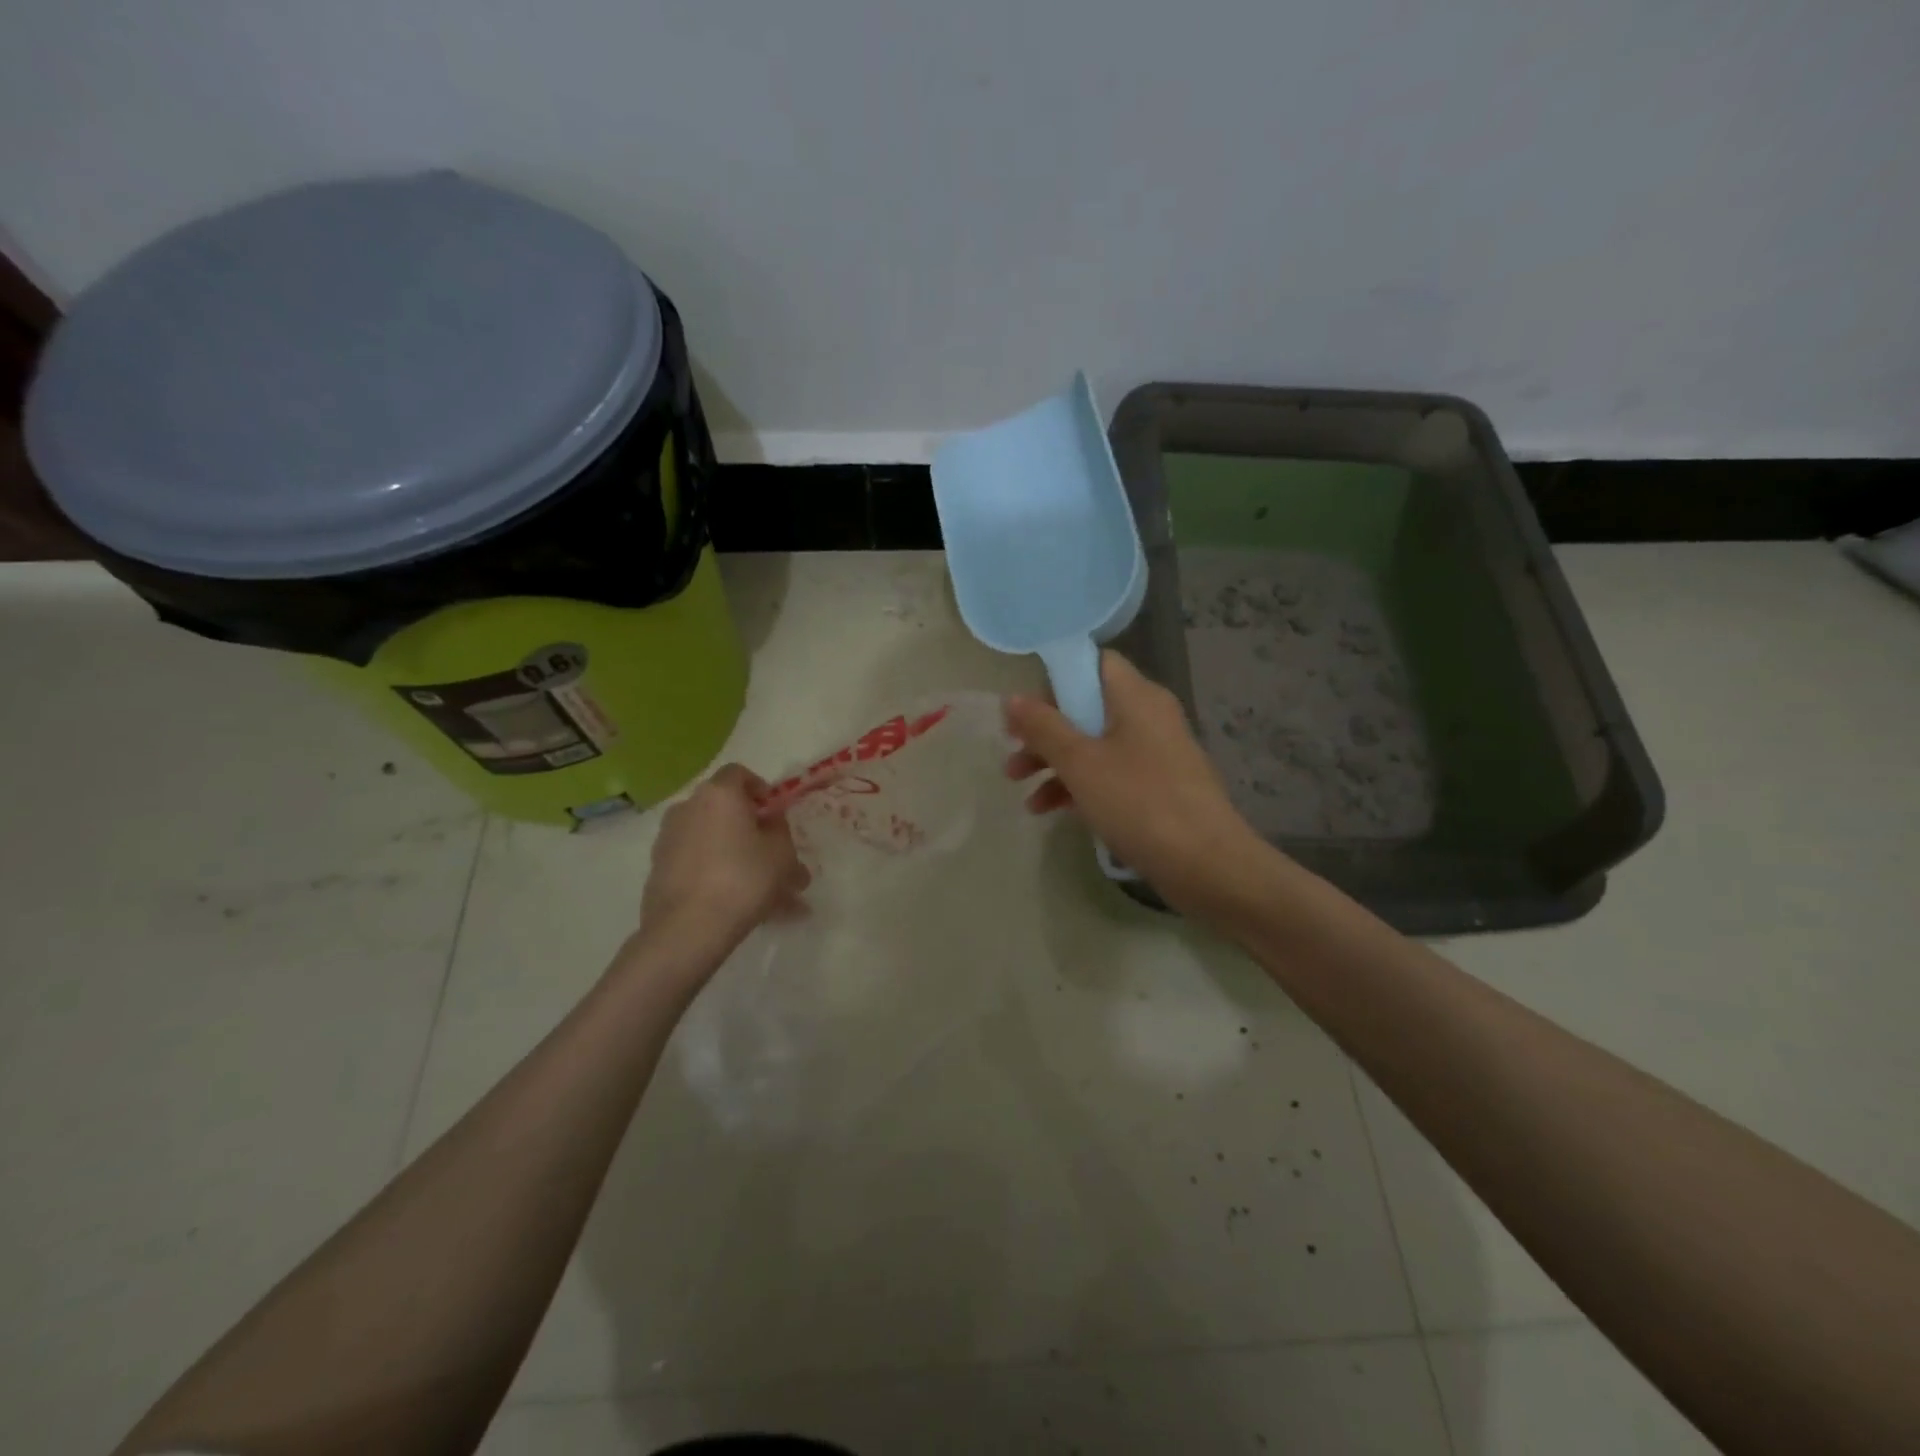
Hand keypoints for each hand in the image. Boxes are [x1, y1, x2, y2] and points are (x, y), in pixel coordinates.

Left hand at [637, 764, 809, 961]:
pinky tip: (737, 904)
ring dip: (735, 856)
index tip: (775, 814)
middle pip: (724, 809)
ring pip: (712, 840)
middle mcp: (688, 807)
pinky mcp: (658, 869)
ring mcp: (668, 838)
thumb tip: (771, 822)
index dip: (760, 790)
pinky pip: (696, 863)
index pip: (740, 774)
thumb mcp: (782, 853)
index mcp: (719, 794)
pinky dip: (715, 874)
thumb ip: (780, 830)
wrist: (687, 929)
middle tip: (773, 857)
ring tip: (760, 891)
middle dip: (750, 829)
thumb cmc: (744, 879)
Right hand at [1005, 651, 1266, 912]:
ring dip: (1056, 764)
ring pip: (1095, 745)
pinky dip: (1081, 786)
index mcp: (1136, 696)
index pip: (1094, 663)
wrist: (1206, 864)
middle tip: (1013, 756)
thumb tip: (1012, 698)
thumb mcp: (1080, 762)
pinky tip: (1051, 811)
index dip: (1055, 680)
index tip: (1026, 711)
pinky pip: (1112, 774)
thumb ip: (1043, 727)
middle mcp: (1149, 716)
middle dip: (1045, 733)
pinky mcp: (1159, 788)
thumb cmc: (1139, 802)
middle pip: (1088, 708)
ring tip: (1023, 795)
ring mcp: (1157, 754)